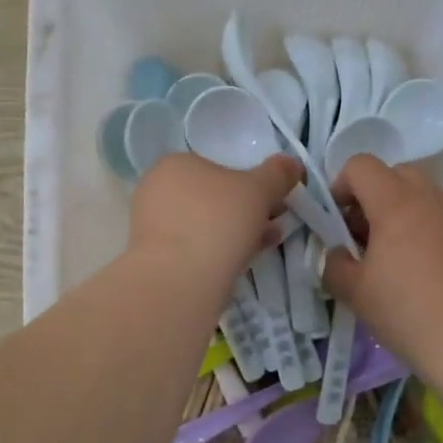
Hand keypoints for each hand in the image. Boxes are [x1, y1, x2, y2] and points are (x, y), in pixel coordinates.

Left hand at [128, 152, 301, 291]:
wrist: (179, 279)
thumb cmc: (218, 221)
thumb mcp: (259, 190)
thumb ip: (277, 174)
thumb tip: (292, 163)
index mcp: (175, 163)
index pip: (218, 167)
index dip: (251, 184)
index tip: (274, 202)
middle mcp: (156, 189)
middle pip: (212, 197)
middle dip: (245, 211)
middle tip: (273, 225)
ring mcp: (150, 225)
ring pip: (203, 224)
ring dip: (235, 232)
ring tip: (263, 246)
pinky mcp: (153, 257)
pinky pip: (192, 247)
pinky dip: (215, 251)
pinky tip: (238, 263)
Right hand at [322, 155, 442, 372]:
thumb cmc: (407, 311)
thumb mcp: (354, 292)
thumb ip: (334, 265)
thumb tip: (336, 254)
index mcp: (396, 202)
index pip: (361, 165)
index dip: (340, 187)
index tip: (336, 223)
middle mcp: (431, 198)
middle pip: (395, 174)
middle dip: (372, 197)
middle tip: (362, 237)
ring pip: (422, 196)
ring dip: (399, 214)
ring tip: (392, 259)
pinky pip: (442, 219)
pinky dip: (424, 231)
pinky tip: (421, 273)